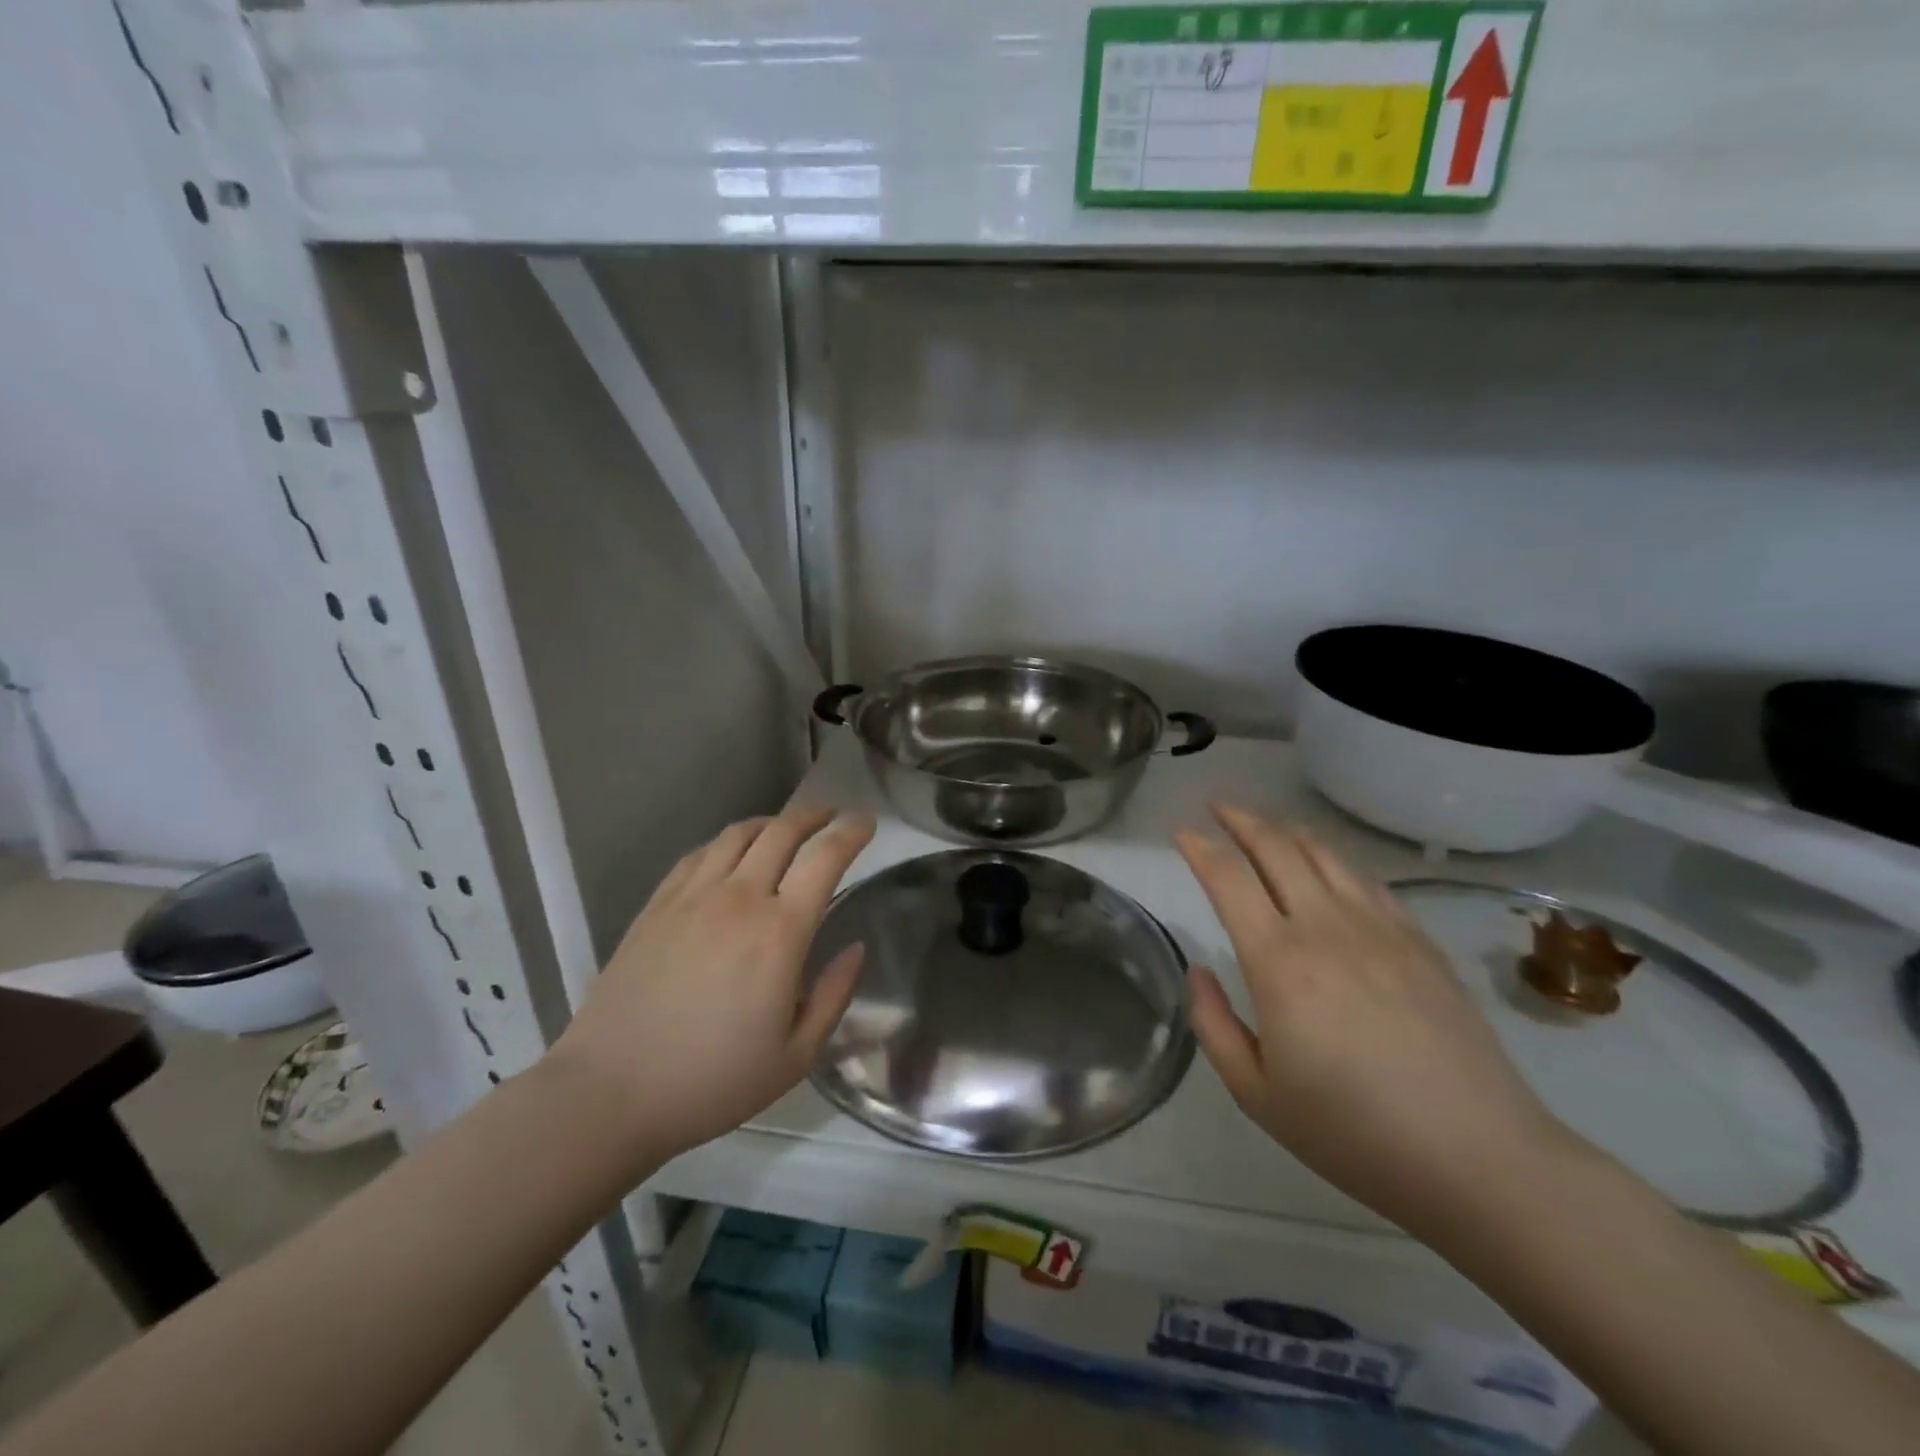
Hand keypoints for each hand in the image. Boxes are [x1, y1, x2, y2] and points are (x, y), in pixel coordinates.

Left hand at [549, 807, 874, 1165]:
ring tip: (786, 828)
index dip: (851, 832)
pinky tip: (732, 854)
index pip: (825, 858)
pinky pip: (700, 853)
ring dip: (772, 822)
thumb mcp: (795, 1056)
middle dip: (814, 815)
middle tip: (831, 815)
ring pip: (738, 834)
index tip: (867, 821)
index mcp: (780, 932)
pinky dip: (727, 841)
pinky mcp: (657, 904)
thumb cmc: (712, 1081)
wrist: (610, 1091)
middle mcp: (739, 898)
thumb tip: (856, 949)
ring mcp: (692, 896)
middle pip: (782, 831)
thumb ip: (834, 995)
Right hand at [1176, 804, 1569, 1237]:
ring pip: (1323, 854)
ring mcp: (1380, 928)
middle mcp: (1326, 928)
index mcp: (1279, 962)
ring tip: (1265, 823)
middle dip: (1240, 819)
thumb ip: (1213, 1025)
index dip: (1200, 847)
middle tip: (1218, 806)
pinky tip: (1326, 863)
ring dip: (1285, 829)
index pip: (1228, 878)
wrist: (1479, 1158)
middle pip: (1276, 848)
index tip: (1182, 832)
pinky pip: (1366, 879)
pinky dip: (1334, 858)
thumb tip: (1200, 971)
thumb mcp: (1256, 1095)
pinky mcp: (1419, 940)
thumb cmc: (1354, 1133)